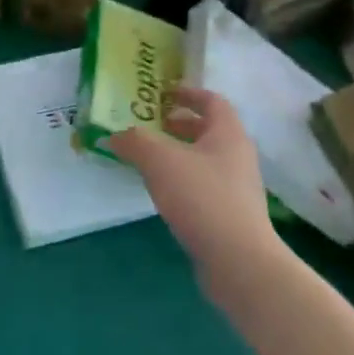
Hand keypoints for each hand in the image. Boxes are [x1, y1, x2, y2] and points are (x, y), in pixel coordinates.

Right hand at [109, 87, 279, 272]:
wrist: (239, 261)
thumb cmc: (203, 198)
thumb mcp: (161, 161)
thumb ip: (135, 142)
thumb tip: (114, 136)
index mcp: (228, 133)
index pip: (212, 100)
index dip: (187, 92)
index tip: (162, 94)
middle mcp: (238, 155)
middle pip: (209, 129)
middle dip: (179, 125)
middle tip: (150, 126)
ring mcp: (237, 187)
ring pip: (205, 159)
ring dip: (179, 154)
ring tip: (150, 160)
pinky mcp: (231, 215)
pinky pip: (204, 185)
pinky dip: (183, 180)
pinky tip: (163, 193)